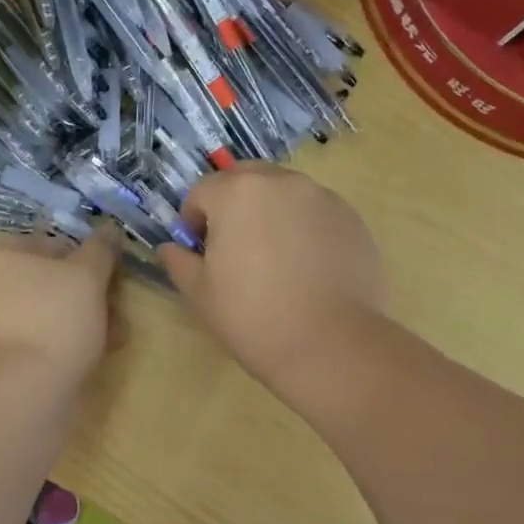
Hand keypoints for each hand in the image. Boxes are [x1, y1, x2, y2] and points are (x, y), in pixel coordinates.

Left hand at [0, 227, 120, 385]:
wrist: (20, 396)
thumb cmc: (51, 320)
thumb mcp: (86, 276)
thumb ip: (100, 250)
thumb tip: (109, 230)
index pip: (46, 246)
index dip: (86, 261)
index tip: (113, 282)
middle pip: (42, 283)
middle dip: (85, 297)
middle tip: (116, 314)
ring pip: (37, 314)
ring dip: (77, 322)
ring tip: (111, 339)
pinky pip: (25, 342)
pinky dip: (54, 345)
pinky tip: (88, 358)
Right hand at [160, 165, 385, 402]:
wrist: (330, 345)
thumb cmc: (253, 317)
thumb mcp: (200, 293)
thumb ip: (179, 261)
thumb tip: (170, 248)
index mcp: (237, 193)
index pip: (202, 191)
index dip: (194, 220)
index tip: (201, 252)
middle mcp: (282, 182)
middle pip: (246, 179)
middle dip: (233, 204)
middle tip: (235, 247)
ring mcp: (323, 198)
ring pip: (284, 193)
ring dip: (271, 212)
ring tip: (276, 260)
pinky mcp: (352, 219)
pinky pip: (316, 213)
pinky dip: (305, 228)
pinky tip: (308, 269)